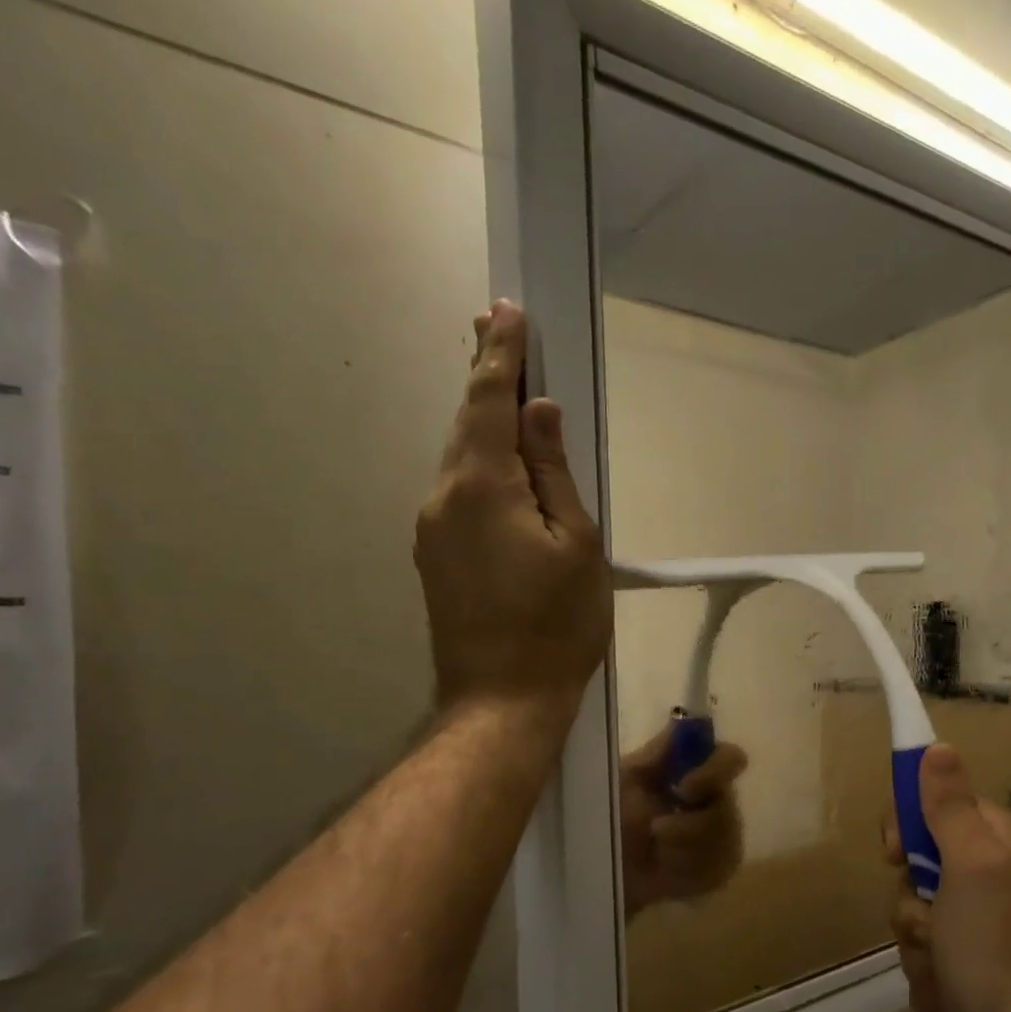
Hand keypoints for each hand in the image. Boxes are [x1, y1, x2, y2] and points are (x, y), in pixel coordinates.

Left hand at [416, 302, 610, 719]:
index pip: (489, 400)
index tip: (506, 311)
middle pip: (466, 422)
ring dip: (482, 420)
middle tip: (496, 327)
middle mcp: (443, 496)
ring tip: (503, 389)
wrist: (502, 701)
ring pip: (460, 457)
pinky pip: (459, 490)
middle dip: (484, 374)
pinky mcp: (435, 555)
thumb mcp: (578, 545)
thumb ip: (555, 473)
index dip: (500, 353)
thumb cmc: (557, 625)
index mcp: (482, 486)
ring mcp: (432, 528)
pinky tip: (499, 464)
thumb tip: (541, 413)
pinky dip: (479, 462)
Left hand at [620, 722, 749, 916]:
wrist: (601, 866)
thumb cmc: (610, 814)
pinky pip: (717, 870)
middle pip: (728, 810)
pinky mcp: (719, 870)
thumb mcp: (625, 778)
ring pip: (723, 844)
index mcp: (697, 770)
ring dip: (681, 850)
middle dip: (688, 826)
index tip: (684, 789)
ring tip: (655, 852)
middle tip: (655, 831)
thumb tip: (685, 719)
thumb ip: (657, 752)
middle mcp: (718, 799)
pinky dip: (685, 872)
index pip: (731, 758)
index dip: (715, 772)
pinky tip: (667, 871)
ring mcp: (724, 837)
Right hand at [885, 744, 1010, 1011]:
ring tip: (947, 970)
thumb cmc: (997, 946)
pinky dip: (932, 980)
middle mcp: (988, 875)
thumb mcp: (971, 865)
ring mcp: (979, 923)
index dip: (906, 829)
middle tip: (932, 923)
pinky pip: (926, 958)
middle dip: (912, 905)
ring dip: (919, 948)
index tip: (897, 855)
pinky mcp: (971, 966)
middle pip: (916, 868)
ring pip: (915, 917)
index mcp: (993, 840)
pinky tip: (952, 996)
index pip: (931, 806)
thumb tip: (938, 747)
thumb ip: (950, 806)